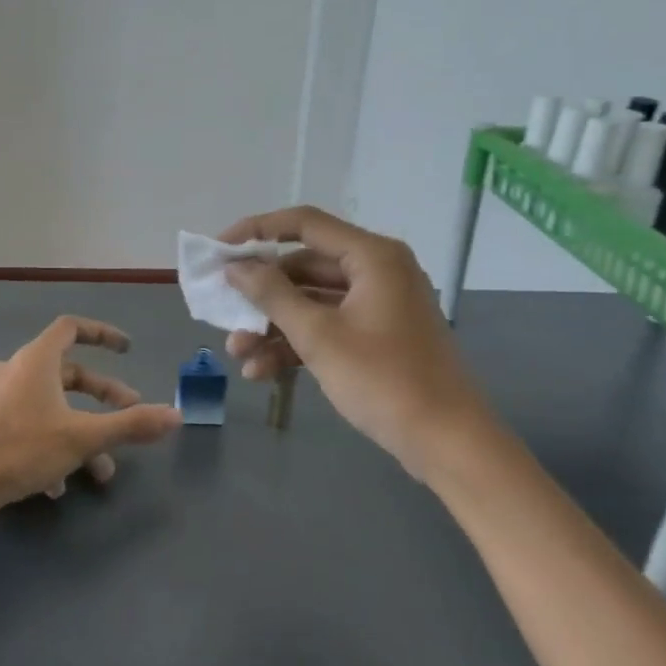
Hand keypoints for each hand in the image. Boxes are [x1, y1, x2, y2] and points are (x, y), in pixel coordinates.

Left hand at [0, 315, 182, 517]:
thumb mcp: (83, 437)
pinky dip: (52, 445)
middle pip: (67, 373)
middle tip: (129, 413)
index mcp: (37, 360)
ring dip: (80, 431)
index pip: (72, 328)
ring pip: (50, 406)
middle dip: (102, 395)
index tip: (127, 349)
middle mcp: (16, 371)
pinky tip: (59, 485)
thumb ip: (131, 425)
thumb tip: (176, 416)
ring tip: (101, 469)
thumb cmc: (21, 448)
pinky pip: (29, 426)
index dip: (103, 333)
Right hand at [219, 207, 497, 475]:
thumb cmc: (383, 379)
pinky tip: (263, 372)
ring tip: (238, 354)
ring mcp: (378, 305)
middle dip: (262, 295)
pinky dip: (297, 344)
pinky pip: (328, 327)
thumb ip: (272, 295)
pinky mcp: (377, 336)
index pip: (304, 224)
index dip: (257, 230)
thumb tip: (235, 266)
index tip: (219, 250)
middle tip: (224, 311)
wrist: (446, 441)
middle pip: (305, 268)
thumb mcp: (319, 336)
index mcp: (372, 256)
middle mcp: (377, 271)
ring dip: (274, 326)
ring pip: (312, 302)